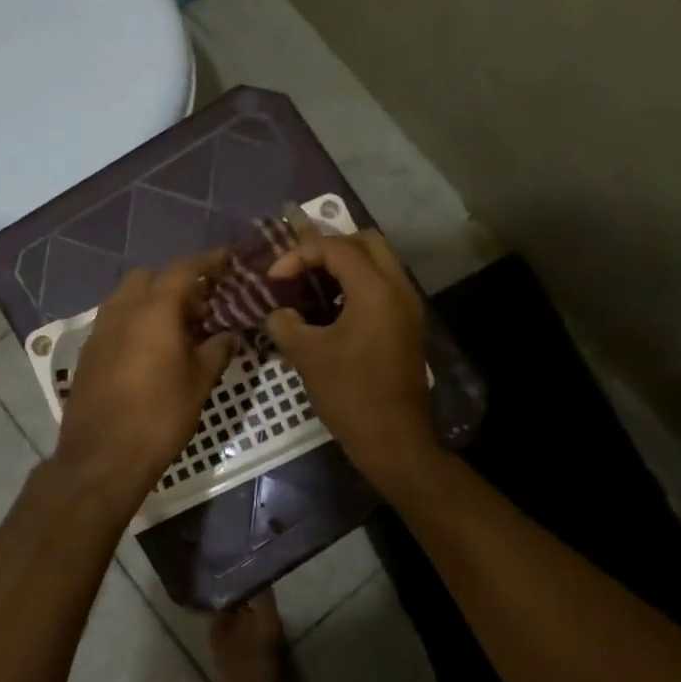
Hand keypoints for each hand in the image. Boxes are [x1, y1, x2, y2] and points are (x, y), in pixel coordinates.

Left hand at [52, 252, 237, 506]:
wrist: (102, 456)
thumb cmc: (159, 417)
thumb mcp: (199, 383)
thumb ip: (217, 351)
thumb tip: (229, 335)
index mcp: (154, 310)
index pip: (184, 269)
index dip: (208, 260)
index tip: (226, 258)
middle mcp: (123, 309)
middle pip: (149, 276)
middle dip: (175, 279)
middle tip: (201, 300)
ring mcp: (100, 329)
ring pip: (127, 296)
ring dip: (152, 298)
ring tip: (178, 324)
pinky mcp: (89, 351)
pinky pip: (115, 319)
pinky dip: (135, 319)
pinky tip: (151, 346)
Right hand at [264, 231, 435, 475]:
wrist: (394, 440)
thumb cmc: (350, 394)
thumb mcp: (307, 356)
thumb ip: (285, 324)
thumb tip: (278, 313)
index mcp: (375, 289)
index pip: (335, 247)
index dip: (298, 255)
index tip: (273, 278)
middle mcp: (398, 288)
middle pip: (365, 241)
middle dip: (328, 248)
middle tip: (299, 269)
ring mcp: (407, 307)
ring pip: (377, 263)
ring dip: (344, 266)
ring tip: (309, 287)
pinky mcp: (407, 325)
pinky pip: (382, 287)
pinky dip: (356, 286)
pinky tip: (329, 311)